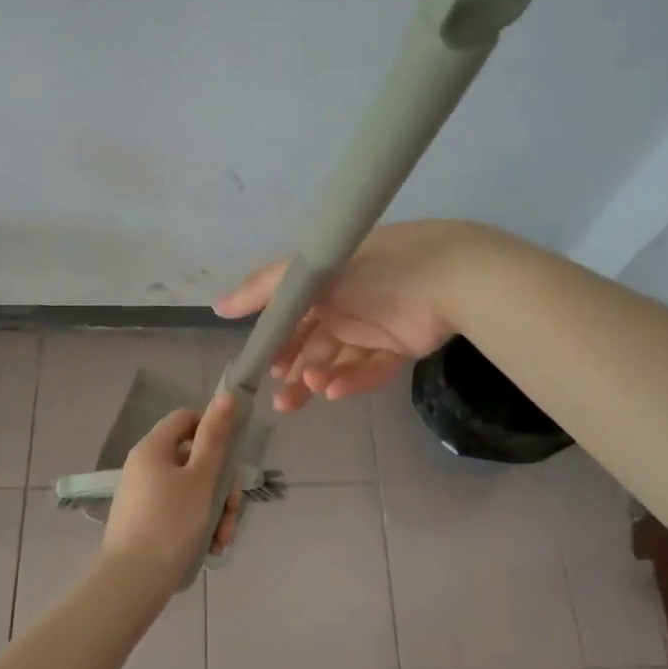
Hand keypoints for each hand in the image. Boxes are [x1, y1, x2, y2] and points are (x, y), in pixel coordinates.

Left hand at [103, 391, 243, 587]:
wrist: (132, 584)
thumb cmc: (170, 524)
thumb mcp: (201, 479)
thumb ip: (216, 437)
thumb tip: (227, 395)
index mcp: (153, 448)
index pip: (186, 418)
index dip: (212, 428)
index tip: (232, 455)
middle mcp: (144, 466)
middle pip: (194, 459)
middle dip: (222, 485)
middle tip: (233, 510)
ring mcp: (144, 495)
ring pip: (192, 490)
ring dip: (216, 510)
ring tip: (223, 539)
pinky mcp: (146, 521)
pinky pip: (180, 511)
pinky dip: (199, 524)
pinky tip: (211, 548)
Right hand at [213, 220, 486, 411]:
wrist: (450, 278)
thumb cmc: (373, 269)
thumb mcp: (310, 273)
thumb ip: (263, 289)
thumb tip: (217, 307)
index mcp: (325, 280)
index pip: (292, 314)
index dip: (277, 341)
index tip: (262, 366)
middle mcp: (347, 301)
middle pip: (313, 342)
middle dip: (294, 370)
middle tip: (280, 399)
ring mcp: (375, 325)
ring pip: (338, 359)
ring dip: (319, 377)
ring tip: (308, 392)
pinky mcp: (400, 346)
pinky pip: (370, 369)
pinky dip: (351, 381)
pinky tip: (333, 392)